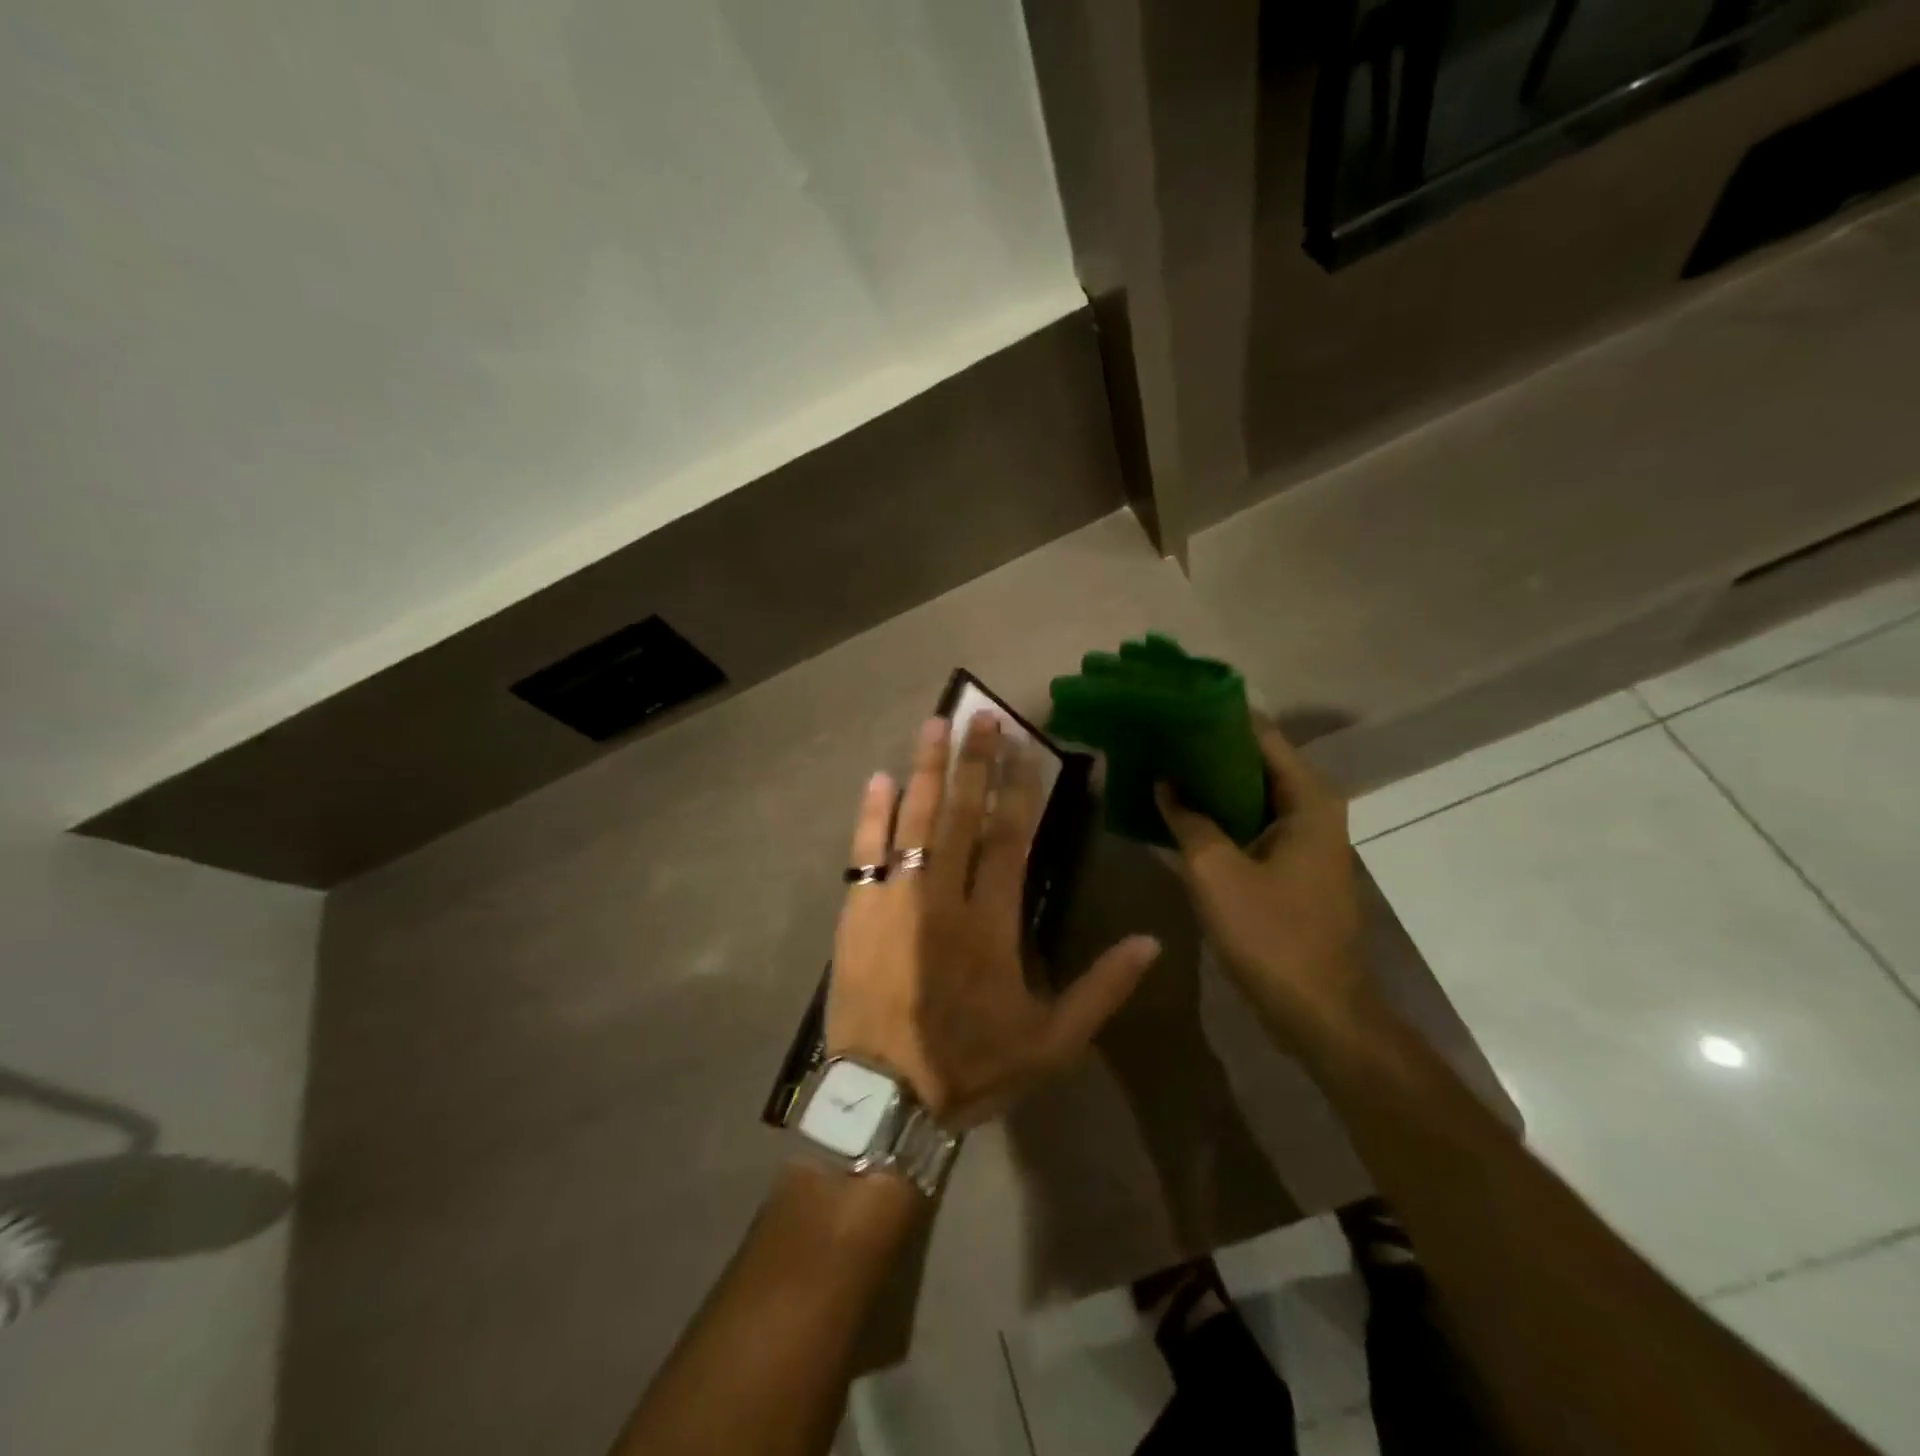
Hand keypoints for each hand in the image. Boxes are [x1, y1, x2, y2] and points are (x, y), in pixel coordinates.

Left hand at [827, 713, 1161, 1127]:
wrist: (886, 1100)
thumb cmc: (971, 1067)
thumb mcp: (1052, 1043)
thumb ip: (1102, 990)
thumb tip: (1152, 942)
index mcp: (993, 922)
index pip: (1010, 838)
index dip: (1018, 789)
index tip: (1024, 747)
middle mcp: (945, 897)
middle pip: (962, 815)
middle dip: (973, 762)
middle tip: (980, 715)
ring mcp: (896, 900)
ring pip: (914, 821)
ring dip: (925, 770)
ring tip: (934, 724)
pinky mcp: (858, 912)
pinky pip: (864, 852)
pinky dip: (871, 815)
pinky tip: (877, 779)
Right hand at [1154, 720, 1366, 1045]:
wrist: (1318, 1010)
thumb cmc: (1270, 934)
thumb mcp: (1215, 871)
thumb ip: (1187, 818)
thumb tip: (1164, 781)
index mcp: (1308, 798)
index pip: (1260, 734)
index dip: (1215, 716)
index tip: (1172, 705)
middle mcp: (1314, 808)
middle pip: (1258, 759)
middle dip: (1208, 747)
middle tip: (1159, 735)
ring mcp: (1306, 838)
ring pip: (1254, 791)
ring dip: (1212, 780)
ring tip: (1162, 764)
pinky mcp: (1294, 864)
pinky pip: (1254, 821)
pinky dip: (1222, 811)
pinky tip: (1182, 810)